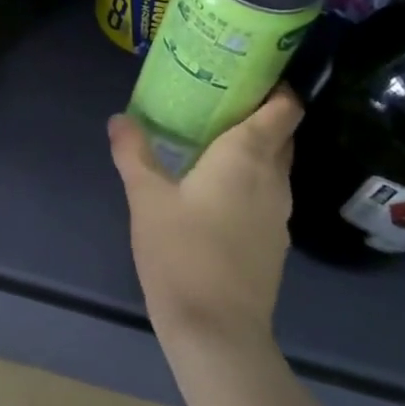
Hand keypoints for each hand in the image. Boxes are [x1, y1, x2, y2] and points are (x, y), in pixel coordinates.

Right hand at [108, 90, 301, 347]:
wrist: (217, 333)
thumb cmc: (182, 252)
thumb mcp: (146, 197)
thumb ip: (133, 153)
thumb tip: (119, 118)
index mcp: (248, 156)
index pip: (285, 107)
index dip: (276, 85)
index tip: (248, 72)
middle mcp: (273, 178)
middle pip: (282, 133)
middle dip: (258, 112)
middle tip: (218, 99)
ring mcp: (279, 213)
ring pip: (275, 165)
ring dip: (254, 147)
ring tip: (211, 138)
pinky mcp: (274, 242)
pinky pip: (267, 193)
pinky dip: (250, 179)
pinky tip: (215, 188)